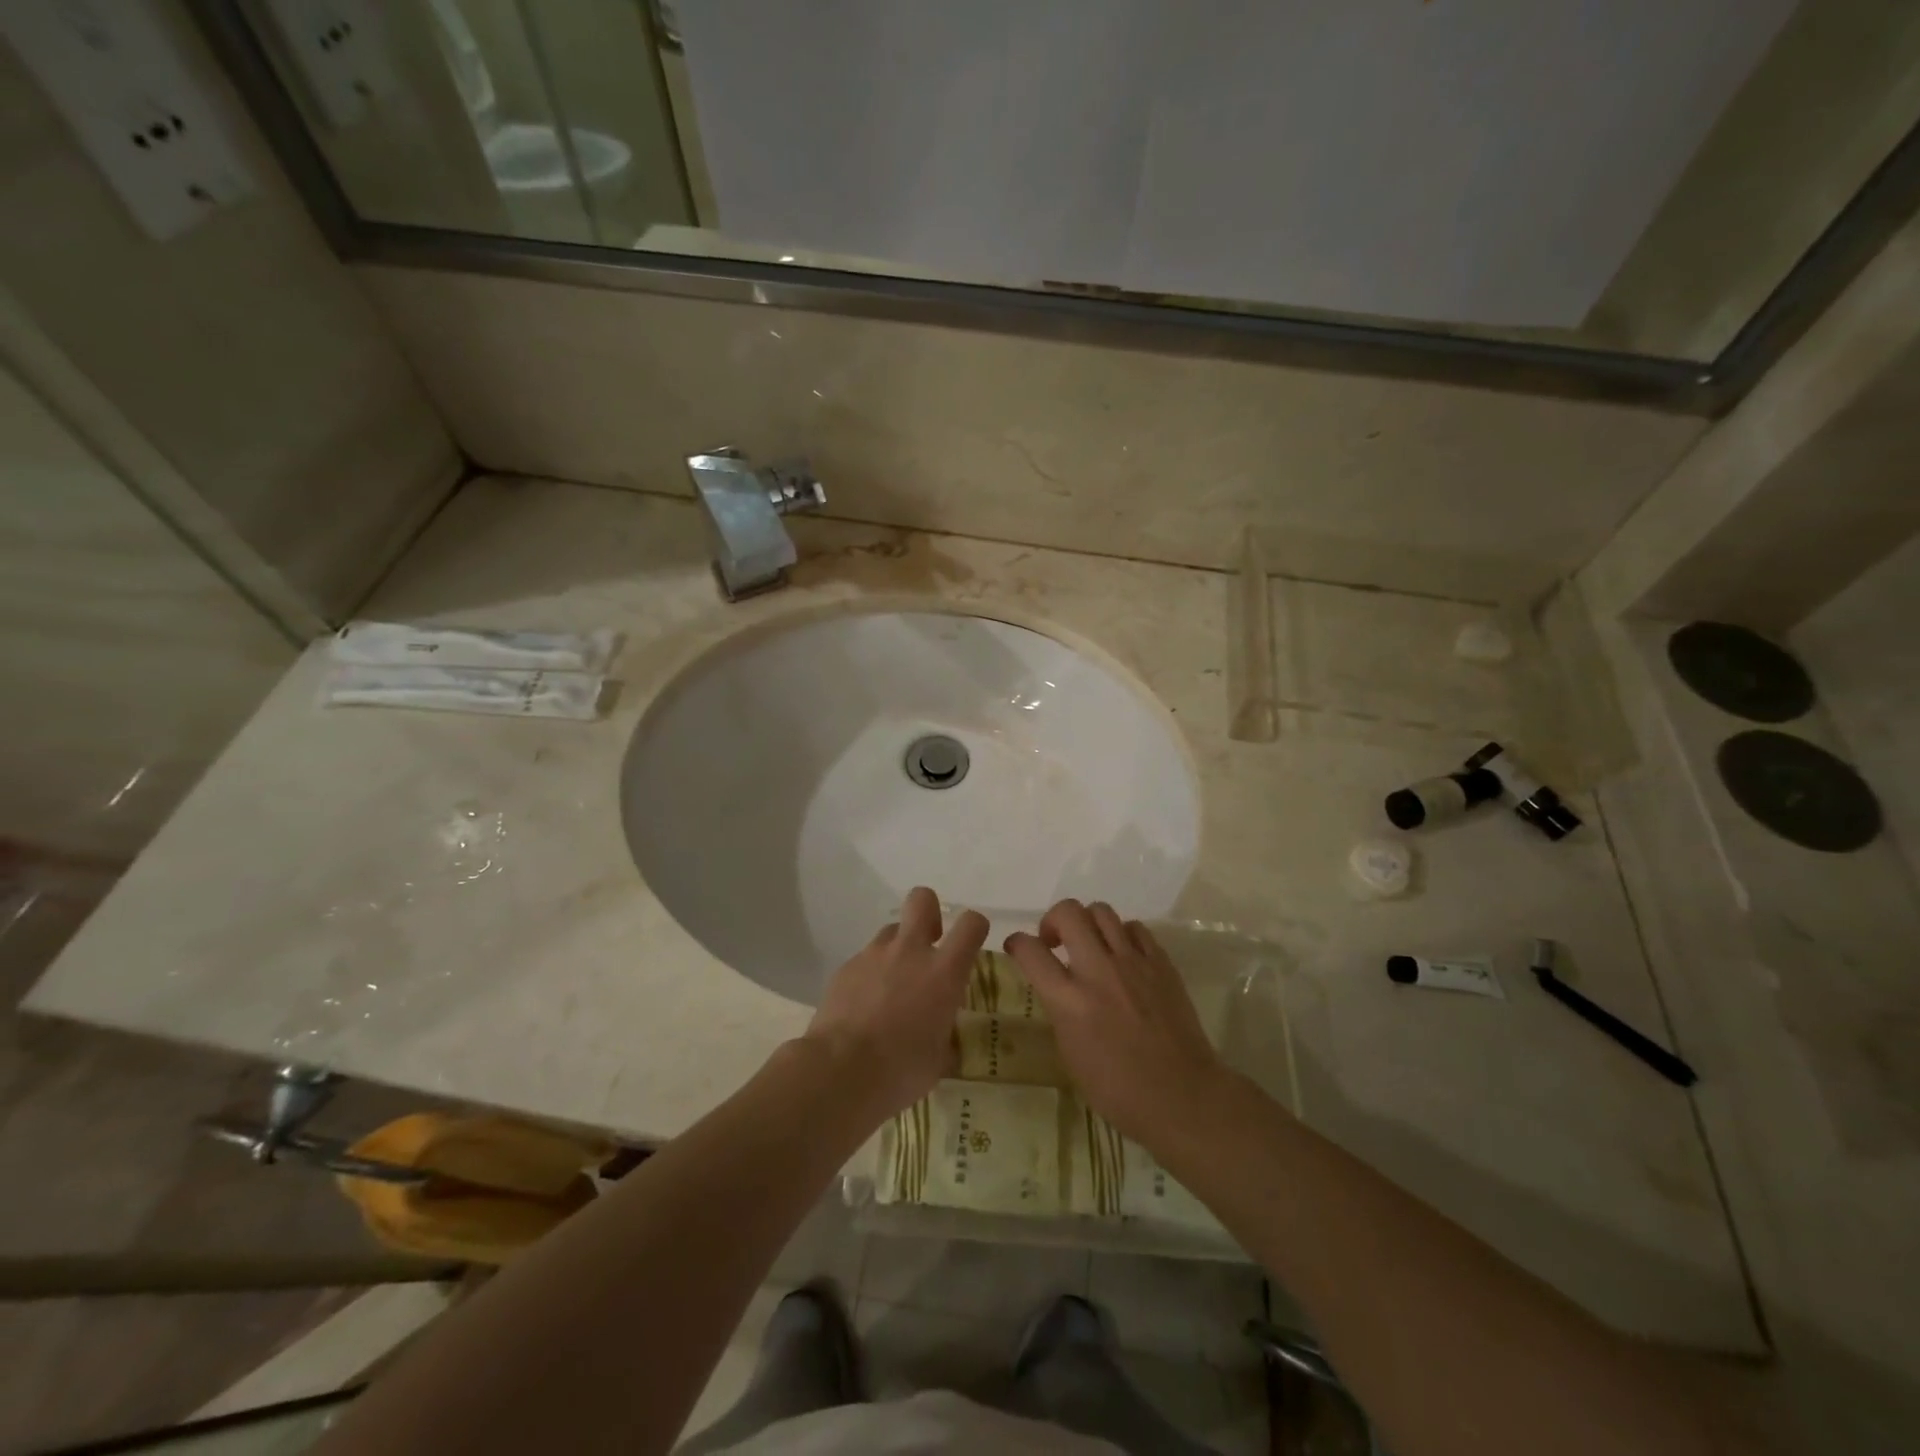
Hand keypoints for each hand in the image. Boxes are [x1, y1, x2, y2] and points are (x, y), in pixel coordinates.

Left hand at [803, 887, 988, 1123]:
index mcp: (943, 972)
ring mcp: (873, 955)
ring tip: (891, 986)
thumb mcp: (938, 1059)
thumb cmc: (901, 1070)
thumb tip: (944, 1039)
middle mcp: (910, 952)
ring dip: (896, 949)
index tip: (971, 944)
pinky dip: (869, 975)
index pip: (971, 925)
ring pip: (890, 931)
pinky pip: (864, 959)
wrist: (839, 1071)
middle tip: (928, 945)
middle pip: (922, 899)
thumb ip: (945, 1036)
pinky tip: (863, 1006)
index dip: (975, 927)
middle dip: (929, 913)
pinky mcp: (845, 968)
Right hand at [1004, 899, 1226, 1146]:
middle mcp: (1098, 971)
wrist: (1182, 1096)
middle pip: (1068, 912)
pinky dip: (1121, 935)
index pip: (1030, 951)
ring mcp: (1133, 962)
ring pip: (1101, 911)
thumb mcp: (1071, 1054)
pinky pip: (1134, 928)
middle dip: (1052, 920)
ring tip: (1089, 944)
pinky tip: (1122, 955)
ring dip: (1087, 922)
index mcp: (1070, 1001)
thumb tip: (1057, 987)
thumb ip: (1060, 1010)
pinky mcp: (1161, 963)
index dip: (1016, 943)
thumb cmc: (1119, 1090)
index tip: (1016, 948)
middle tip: (1054, 942)